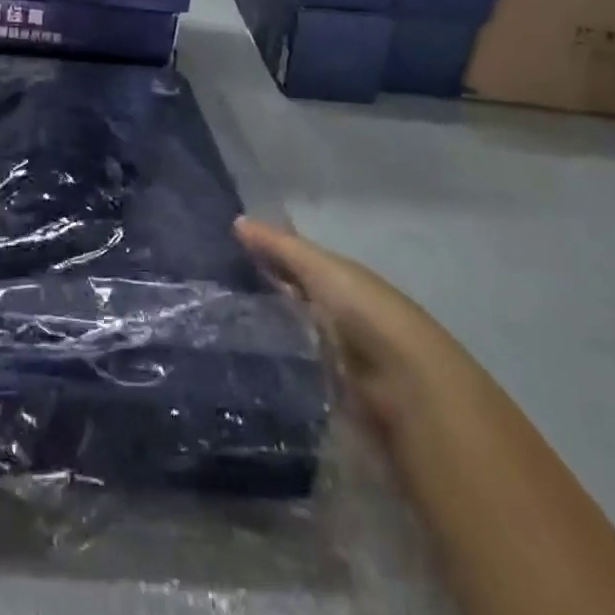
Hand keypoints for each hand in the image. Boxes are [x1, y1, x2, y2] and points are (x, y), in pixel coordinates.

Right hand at [234, 217, 467, 440]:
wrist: (406, 387)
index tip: (223, 251)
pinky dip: (272, 369)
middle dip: (259, 296)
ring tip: (213, 331)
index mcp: (340, 281)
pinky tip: (241, 367)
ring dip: (262, 335)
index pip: (296, 263)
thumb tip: (237, 220)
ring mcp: (333, 355)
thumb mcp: (320, 269)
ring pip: (289, 338)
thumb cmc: (364, 313)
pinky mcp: (328, 393)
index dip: (265, 255)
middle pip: (292, 301)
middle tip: (208, 292)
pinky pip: (292, 374)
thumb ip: (280, 247)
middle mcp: (337, 314)